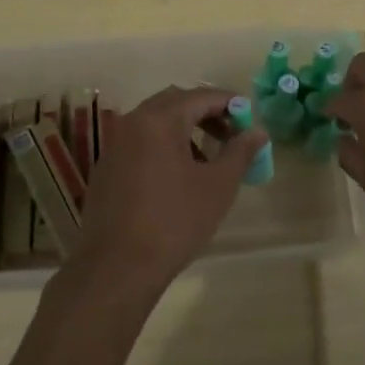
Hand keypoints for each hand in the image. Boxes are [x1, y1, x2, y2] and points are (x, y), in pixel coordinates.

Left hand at [69, 85, 269, 297]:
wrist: (117, 268)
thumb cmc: (175, 221)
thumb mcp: (218, 186)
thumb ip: (240, 152)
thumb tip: (258, 131)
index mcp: (159, 120)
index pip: (201, 96)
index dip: (230, 103)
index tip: (250, 120)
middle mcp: (131, 123)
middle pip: (174, 102)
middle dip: (206, 113)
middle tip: (230, 135)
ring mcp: (113, 146)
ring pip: (154, 122)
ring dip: (184, 130)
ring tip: (207, 160)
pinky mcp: (105, 170)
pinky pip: (139, 143)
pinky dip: (162, 147)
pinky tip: (176, 178)